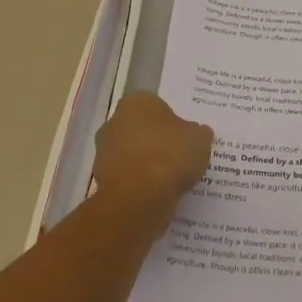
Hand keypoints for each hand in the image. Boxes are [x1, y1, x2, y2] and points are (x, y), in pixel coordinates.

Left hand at [93, 94, 212, 221]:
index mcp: (136, 102)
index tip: (186, 137)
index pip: (157, 106)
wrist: (138, 198)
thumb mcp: (199, 139)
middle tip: (181, 155)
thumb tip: (198, 133)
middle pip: (142, 130)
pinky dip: (141, 184)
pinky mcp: (102, 181)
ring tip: (173, 178)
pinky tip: (159, 193)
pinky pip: (129, 178)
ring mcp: (104, 152)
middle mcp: (114, 122)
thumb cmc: (169, 155)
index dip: (173, 122)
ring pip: (134, 155)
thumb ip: (199, 133)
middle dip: (157, 141)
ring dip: (148, 164)